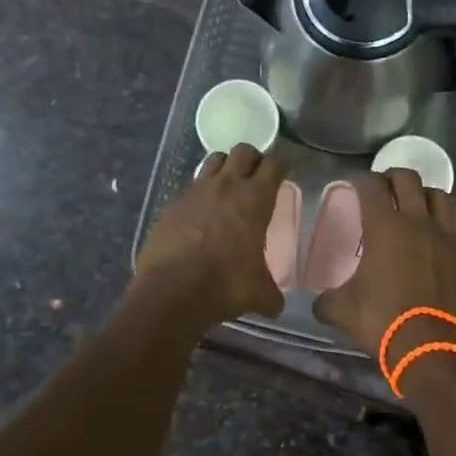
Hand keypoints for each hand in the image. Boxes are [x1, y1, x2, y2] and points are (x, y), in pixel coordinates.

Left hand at [135, 146, 286, 323]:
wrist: (173, 290)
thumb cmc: (225, 285)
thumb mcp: (258, 293)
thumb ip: (271, 294)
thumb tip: (275, 305)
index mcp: (255, 198)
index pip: (274, 164)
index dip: (280, 166)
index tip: (282, 175)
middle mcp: (226, 185)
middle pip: (243, 151)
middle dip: (252, 159)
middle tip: (256, 177)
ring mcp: (196, 191)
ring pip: (214, 160)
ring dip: (225, 167)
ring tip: (228, 186)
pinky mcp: (173, 203)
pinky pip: (191, 186)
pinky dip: (200, 193)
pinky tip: (200, 213)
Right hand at [312, 170, 455, 384]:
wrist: (435, 348)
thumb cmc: (384, 322)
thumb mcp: (342, 312)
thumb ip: (327, 300)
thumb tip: (319, 301)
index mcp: (385, 227)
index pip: (372, 186)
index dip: (361, 180)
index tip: (355, 185)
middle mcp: (418, 222)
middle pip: (408, 180)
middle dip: (393, 178)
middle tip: (383, 190)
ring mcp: (447, 237)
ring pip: (441, 196)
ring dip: (425, 194)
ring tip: (416, 205)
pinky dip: (445, 223)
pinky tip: (436, 236)